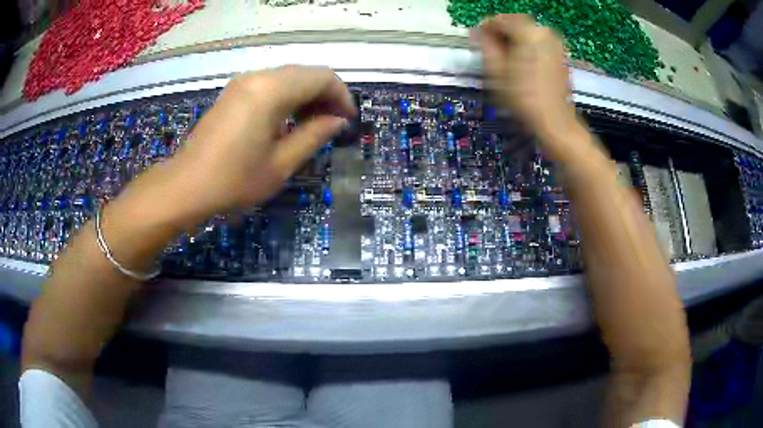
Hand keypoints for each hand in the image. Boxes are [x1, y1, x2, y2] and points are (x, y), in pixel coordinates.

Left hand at [158, 65, 354, 221]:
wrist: (185, 186)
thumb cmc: (234, 180)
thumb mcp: (281, 163)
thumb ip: (314, 135)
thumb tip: (338, 120)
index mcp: (271, 90)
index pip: (321, 77)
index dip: (342, 96)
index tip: (347, 121)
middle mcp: (258, 77)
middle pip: (305, 73)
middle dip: (326, 95)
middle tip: (334, 124)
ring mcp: (242, 83)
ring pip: (288, 77)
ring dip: (307, 95)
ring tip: (314, 124)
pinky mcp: (233, 92)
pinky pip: (270, 85)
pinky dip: (287, 97)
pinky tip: (289, 120)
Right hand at [474, 14, 579, 153]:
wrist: (554, 121)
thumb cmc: (522, 96)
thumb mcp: (496, 70)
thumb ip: (485, 45)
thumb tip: (477, 32)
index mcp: (528, 32)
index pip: (499, 20)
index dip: (484, 28)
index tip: (476, 39)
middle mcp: (544, 32)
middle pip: (515, 23)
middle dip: (501, 32)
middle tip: (490, 48)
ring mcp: (555, 43)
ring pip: (527, 32)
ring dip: (514, 39)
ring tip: (505, 56)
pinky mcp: (560, 54)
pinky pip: (538, 42)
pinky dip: (527, 46)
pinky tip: (520, 61)